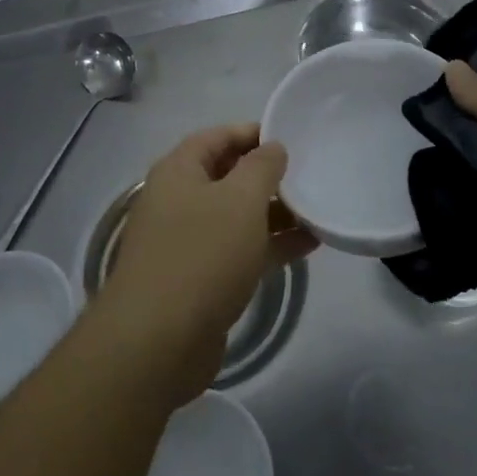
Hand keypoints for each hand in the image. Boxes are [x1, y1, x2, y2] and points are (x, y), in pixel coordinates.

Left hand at [98, 124, 318, 404]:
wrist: (158, 342)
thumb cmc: (202, 255)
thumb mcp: (240, 200)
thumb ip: (262, 167)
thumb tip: (272, 148)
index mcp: (179, 171)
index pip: (217, 137)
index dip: (252, 133)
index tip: (290, 137)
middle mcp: (178, 200)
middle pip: (227, 175)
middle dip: (267, 175)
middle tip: (309, 175)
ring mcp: (187, 241)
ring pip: (237, 215)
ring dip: (275, 212)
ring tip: (318, 209)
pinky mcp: (200, 279)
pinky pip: (239, 249)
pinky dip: (270, 245)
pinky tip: (308, 245)